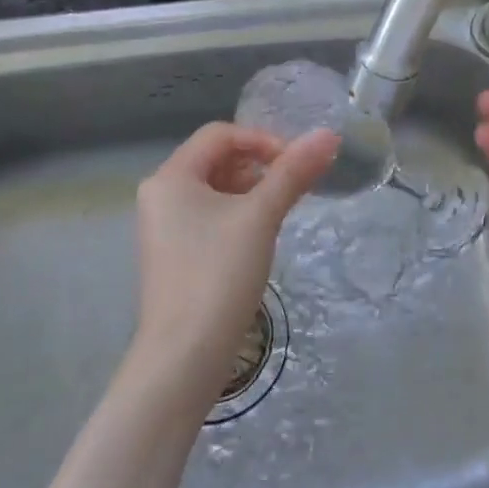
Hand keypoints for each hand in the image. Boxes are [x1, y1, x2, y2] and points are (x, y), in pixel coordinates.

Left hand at [135, 122, 339, 401]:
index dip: (262, 140)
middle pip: (216, 159)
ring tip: (281, 210)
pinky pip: (208, 216)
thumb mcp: (261, 216)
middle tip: (294, 186)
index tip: (296, 164)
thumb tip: (328, 134)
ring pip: (214, 189)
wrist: (185, 353)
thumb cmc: (219, 273)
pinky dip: (237, 214)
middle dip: (258, 166)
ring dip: (251, 190)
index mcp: (170, 176)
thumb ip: (293, 173)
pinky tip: (260, 236)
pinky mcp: (174, 253)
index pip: (220, 135)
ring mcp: (163, 226)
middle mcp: (160, 194)